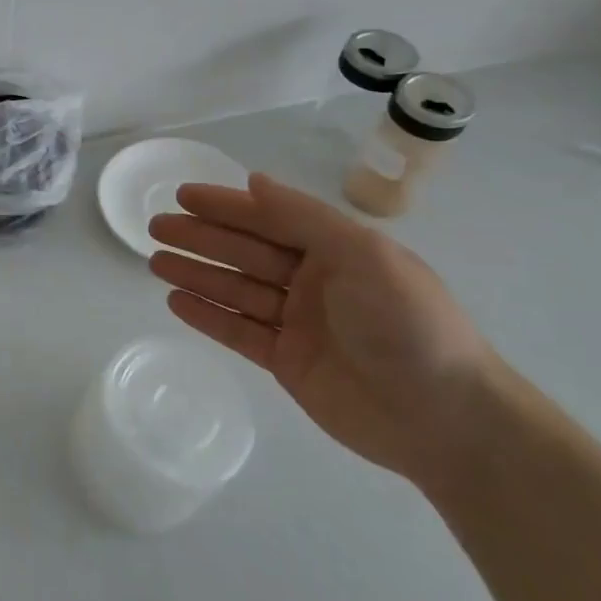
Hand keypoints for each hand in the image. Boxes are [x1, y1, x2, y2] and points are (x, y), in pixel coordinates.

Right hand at [149, 174, 501, 491]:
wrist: (446, 419)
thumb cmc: (407, 324)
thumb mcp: (363, 255)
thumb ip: (304, 217)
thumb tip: (255, 181)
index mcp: (337, 250)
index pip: (269, 218)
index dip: (226, 206)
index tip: (183, 196)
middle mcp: (314, 281)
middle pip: (245, 252)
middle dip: (201, 237)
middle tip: (155, 226)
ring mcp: (299, 323)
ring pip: (236, 290)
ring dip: (196, 274)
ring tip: (154, 261)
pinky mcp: (288, 362)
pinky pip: (239, 331)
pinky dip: (207, 315)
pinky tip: (176, 301)